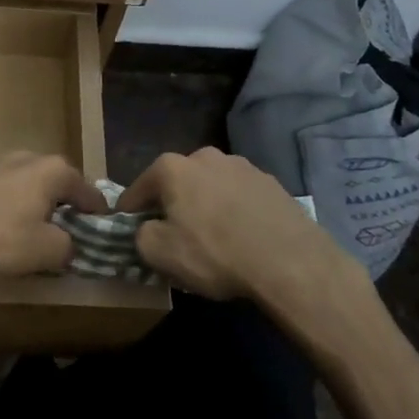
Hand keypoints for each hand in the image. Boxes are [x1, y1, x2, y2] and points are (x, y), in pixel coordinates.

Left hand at [0, 152, 104, 282]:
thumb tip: (68, 246)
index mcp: (53, 169)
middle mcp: (26, 158)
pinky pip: (0, 196)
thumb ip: (68, 247)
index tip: (102, 232)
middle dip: (62, 209)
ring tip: (31, 239)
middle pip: (55, 186)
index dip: (97, 214)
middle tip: (66, 237)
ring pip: (26, 189)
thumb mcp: (47, 251)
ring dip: (32, 210)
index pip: (88, 191)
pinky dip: (6, 212)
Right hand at [117, 149, 352, 301]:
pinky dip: (234, 211)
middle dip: (171, 205)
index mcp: (172, 168)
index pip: (138, 188)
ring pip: (210, 187)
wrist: (290, 262)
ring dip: (205, 205)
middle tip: (173, 235)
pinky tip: (241, 237)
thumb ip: (140, 236)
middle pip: (176, 183)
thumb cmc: (215, 254)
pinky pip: (239, 197)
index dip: (129, 211)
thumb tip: (147, 229)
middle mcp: (205, 156)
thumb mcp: (160, 254)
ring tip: (212, 237)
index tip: (128, 229)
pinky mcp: (271, 183)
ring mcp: (242, 166)